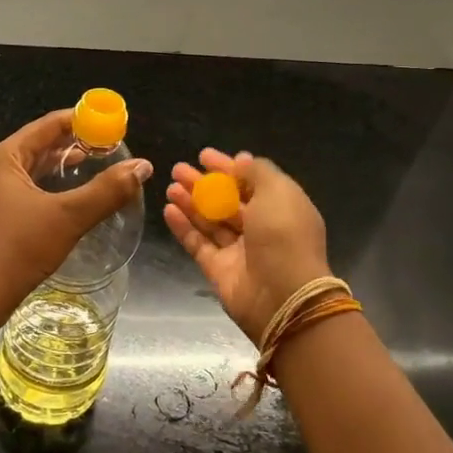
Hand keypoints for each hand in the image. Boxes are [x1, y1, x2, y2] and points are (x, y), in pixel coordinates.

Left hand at [0, 110, 152, 313]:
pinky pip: (35, 186)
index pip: (49, 124)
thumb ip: (107, 190)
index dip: (83, 120)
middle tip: (113, 144)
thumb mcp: (68, 216)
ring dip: (68, 163)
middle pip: (42, 142)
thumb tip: (143, 166)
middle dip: (77, 141)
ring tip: (101, 162)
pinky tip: (77, 194)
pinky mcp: (3, 214)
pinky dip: (57, 184)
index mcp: (7, 157)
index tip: (114, 123)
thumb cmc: (20, 248)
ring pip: (38, 166)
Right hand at [164, 149, 330, 343]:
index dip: (227, 168)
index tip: (203, 156)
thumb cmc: (284, 236)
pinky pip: (198, 243)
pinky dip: (183, 227)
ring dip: (190, 202)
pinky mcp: (219, 270)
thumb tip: (241, 160)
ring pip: (210, 221)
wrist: (283, 296)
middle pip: (226, 201)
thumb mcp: (279, 192)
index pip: (250, 182)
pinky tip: (168, 209)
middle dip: (202, 184)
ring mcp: (239, 251)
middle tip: (178, 169)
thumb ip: (258, 172)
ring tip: (170, 187)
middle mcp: (261, 228)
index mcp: (281, 208)